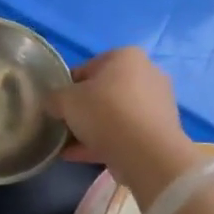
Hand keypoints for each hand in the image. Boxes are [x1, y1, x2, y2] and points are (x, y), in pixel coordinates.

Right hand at [46, 48, 194, 199]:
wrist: (147, 153)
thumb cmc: (105, 112)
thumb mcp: (66, 100)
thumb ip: (55, 98)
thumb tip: (53, 104)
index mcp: (126, 56)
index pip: (87, 68)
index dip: (68, 87)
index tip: (57, 105)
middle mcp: (146, 73)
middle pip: (103, 92)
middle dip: (83, 109)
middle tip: (65, 125)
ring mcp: (157, 103)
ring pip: (115, 115)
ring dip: (92, 129)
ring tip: (68, 146)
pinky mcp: (160, 131)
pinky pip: (125, 133)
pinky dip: (104, 142)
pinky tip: (80, 156)